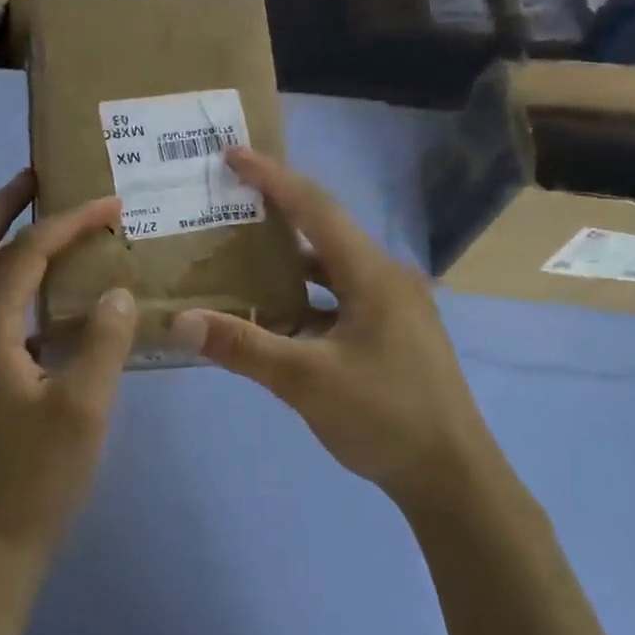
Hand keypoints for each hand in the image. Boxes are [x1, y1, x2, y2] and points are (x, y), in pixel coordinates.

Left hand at [0, 171, 137, 562]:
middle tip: (42, 177)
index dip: (69, 222)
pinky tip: (53, 293)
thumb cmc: (37, 475)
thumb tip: (118, 291)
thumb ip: (103, 340)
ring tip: (49, 221)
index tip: (111, 203)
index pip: (26, 252)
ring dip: (5, 239)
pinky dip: (13, 280)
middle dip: (5, 205)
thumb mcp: (83, 407)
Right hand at [171, 148, 490, 504]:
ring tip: (241, 254)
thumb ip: (242, 347)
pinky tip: (275, 314)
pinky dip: (306, 296)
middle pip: (324, 231)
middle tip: (228, 201)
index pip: (315, 208)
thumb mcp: (306, 381)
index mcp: (372, 274)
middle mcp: (387, 278)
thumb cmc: (385, 418)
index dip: (272, 178)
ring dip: (289, 260)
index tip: (232, 155)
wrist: (454, 478)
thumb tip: (180, 321)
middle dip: (277, 212)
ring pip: (332, 268)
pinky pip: (340, 297)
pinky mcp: (392, 332)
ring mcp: (394, 306)